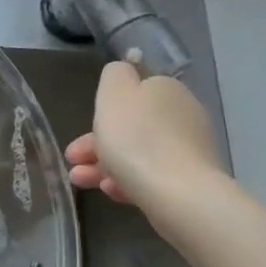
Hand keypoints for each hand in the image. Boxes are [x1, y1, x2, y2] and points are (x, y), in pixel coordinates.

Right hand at [65, 60, 224, 214]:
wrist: (179, 194)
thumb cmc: (136, 138)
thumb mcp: (114, 93)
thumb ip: (115, 74)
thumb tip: (124, 72)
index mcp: (166, 89)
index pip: (132, 91)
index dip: (103, 109)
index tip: (81, 127)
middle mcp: (183, 114)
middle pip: (132, 125)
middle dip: (98, 143)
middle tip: (73, 159)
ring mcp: (190, 149)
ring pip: (138, 152)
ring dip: (105, 164)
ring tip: (81, 181)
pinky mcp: (192, 181)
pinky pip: (152, 175)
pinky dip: (128, 180)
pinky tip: (112, 192)